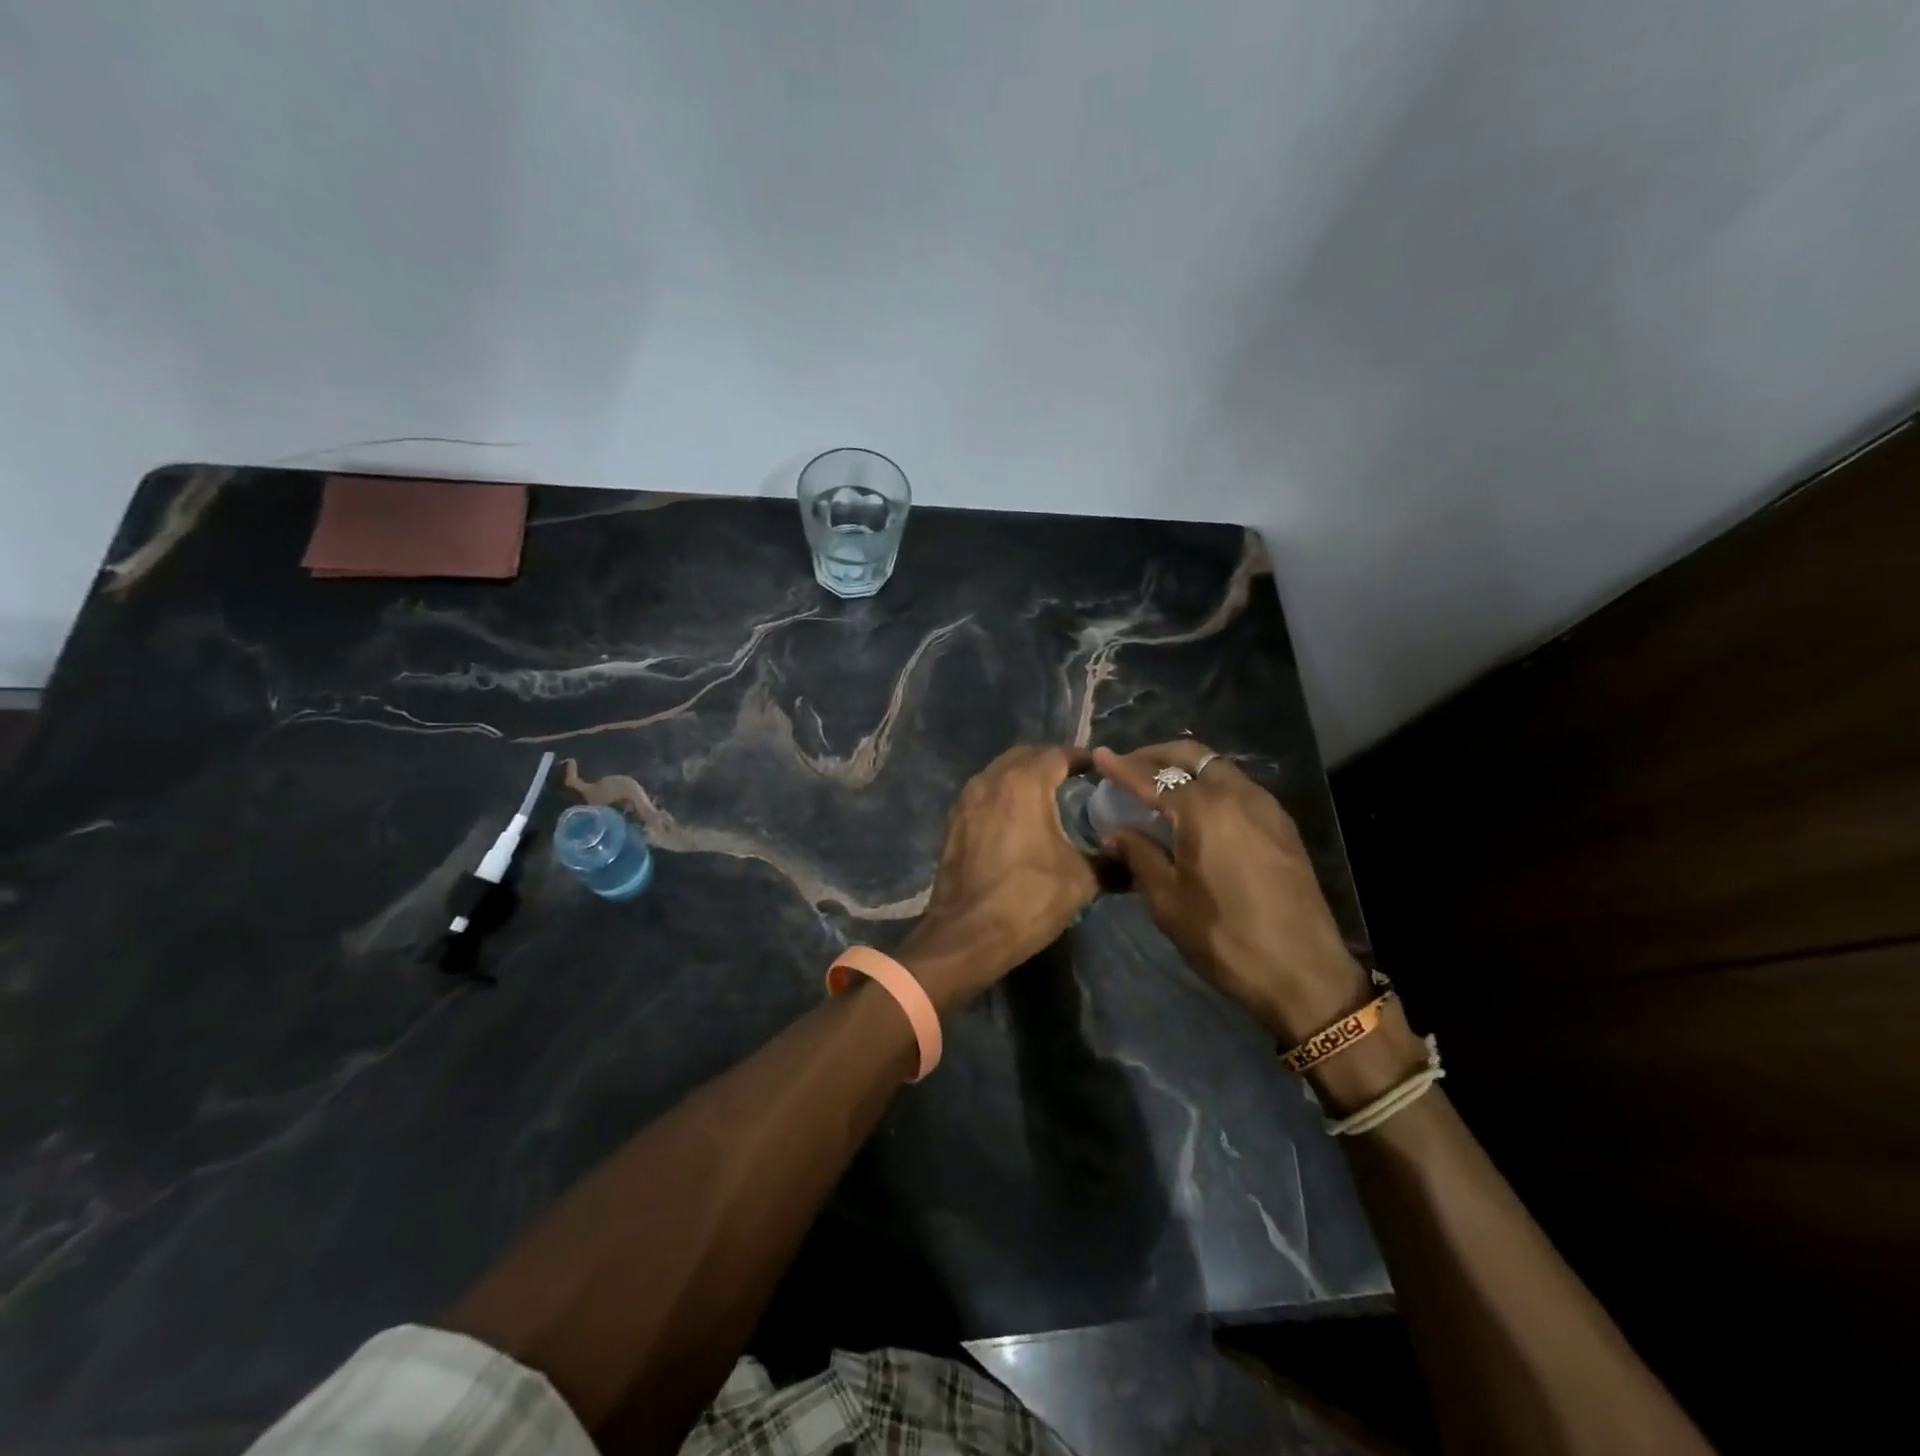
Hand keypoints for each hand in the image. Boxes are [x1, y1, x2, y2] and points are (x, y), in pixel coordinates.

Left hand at [898, 745, 1099, 1011]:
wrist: (966, 934)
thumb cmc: (1028, 899)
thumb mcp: (1081, 881)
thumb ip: (1113, 864)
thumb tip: (1137, 863)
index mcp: (1024, 783)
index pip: (1058, 755)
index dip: (1082, 758)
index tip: (1101, 770)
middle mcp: (991, 780)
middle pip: (1025, 756)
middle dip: (1050, 761)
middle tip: (1075, 778)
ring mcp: (967, 800)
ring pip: (1000, 773)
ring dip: (1023, 777)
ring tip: (1049, 797)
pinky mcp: (954, 822)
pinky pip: (984, 794)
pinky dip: (1003, 796)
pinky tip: (1019, 819)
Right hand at [1092, 740, 1367, 1042]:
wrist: (1304, 972)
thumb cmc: (1226, 938)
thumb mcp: (1168, 901)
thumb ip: (1140, 856)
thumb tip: (1115, 830)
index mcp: (1205, 811)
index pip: (1153, 777)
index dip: (1122, 767)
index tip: (1099, 756)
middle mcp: (1237, 795)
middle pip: (1191, 755)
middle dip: (1155, 755)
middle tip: (1128, 767)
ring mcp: (1266, 807)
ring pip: (1217, 767)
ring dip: (1185, 767)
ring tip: (1159, 786)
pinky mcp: (1281, 825)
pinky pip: (1237, 786)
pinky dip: (1209, 784)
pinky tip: (1196, 809)